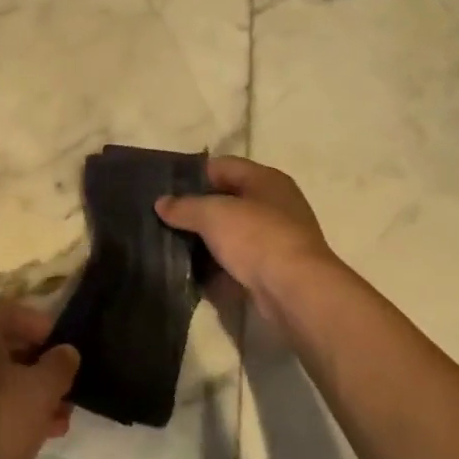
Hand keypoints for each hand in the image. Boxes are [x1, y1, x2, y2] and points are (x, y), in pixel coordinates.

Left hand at [0, 298, 79, 458]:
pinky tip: (32, 436)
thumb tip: (65, 352)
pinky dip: (6, 409)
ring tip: (58, 422)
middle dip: (40, 367)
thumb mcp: (41, 391)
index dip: (43, 326)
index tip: (66, 352)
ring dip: (28, 393)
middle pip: (4, 345)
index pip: (13, 310)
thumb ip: (59, 365)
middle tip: (66, 391)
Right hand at [156, 155, 343, 313]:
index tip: (165, 189)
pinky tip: (195, 273)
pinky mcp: (275, 269)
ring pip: (233, 232)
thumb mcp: (212, 215)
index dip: (192, 175)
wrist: (297, 292)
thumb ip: (184, 206)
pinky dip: (220, 266)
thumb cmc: (256, 238)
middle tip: (166, 219)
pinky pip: (240, 260)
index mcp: (265, 179)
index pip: (222, 166)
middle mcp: (275, 203)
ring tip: (174, 246)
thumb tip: (161, 203)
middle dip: (198, 210)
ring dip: (207, 240)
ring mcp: (277, 238)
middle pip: (227, 199)